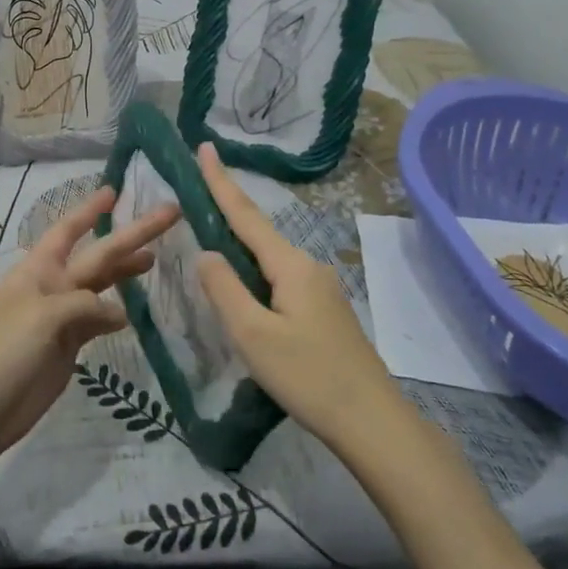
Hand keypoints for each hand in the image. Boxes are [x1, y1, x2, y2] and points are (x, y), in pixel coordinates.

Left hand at [0, 185, 179, 471]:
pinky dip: (117, 314)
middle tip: (169, 214)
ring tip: (155, 258)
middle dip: (130, 236)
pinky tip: (135, 310)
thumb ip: (83, 304)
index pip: (68, 230)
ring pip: (101, 286)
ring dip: (125, 271)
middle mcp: (52, 286)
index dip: (90, 210)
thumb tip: (119, 313)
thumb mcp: (42, 316)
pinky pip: (98, 321)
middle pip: (98, 255)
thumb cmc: (2, 352)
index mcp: (39, 269)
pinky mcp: (68, 348)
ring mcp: (61, 318)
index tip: (115, 190)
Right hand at [193, 142, 403, 452]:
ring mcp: (320, 289)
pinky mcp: (324, 312)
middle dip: (227, 212)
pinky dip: (255, 275)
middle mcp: (307, 266)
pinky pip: (280, 280)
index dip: (221, 182)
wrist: (372, 422)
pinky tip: (244, 293)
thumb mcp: (253, 334)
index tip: (205, 146)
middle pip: (258, 234)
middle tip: (196, 194)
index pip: (246, 215)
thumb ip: (224, 289)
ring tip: (210, 246)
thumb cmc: (308, 376)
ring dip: (240, 249)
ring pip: (269, 260)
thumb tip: (206, 252)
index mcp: (290, 265)